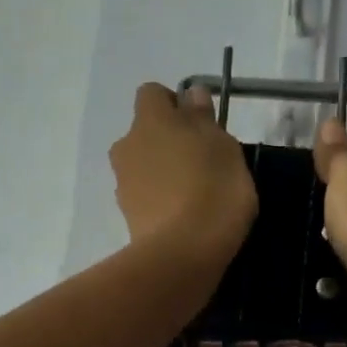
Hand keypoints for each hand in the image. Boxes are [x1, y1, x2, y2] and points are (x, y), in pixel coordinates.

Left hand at [110, 83, 257, 266]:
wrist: (183, 252)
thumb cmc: (213, 189)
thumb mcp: (223, 146)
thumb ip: (203, 117)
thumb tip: (190, 94)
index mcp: (150, 120)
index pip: (152, 94)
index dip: (174, 104)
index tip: (199, 124)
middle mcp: (128, 145)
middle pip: (145, 133)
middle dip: (167, 141)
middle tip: (200, 162)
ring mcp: (123, 183)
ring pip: (143, 166)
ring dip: (162, 173)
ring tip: (194, 195)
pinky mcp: (127, 217)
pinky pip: (145, 197)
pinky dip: (160, 201)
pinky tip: (184, 218)